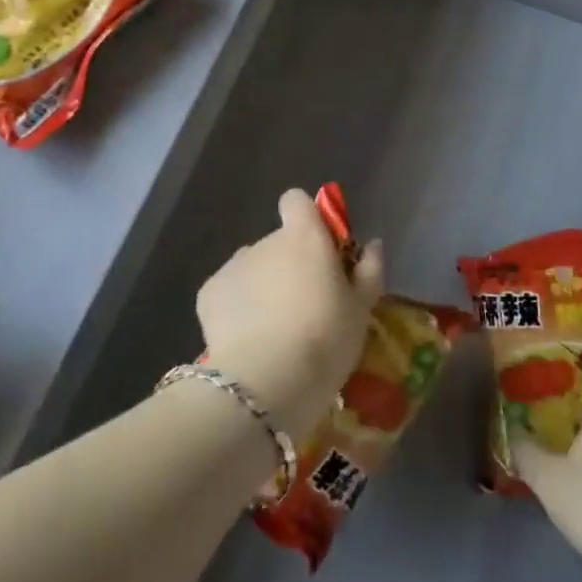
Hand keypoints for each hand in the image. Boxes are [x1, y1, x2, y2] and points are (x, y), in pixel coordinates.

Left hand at [196, 189, 383, 440]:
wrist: (266, 380)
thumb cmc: (325, 339)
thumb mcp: (361, 310)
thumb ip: (368, 270)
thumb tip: (373, 245)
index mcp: (303, 236)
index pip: (297, 201)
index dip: (307, 218)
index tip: (320, 249)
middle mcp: (265, 241)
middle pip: (278, 243)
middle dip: (289, 266)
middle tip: (304, 307)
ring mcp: (233, 265)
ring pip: (252, 269)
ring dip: (263, 288)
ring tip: (274, 331)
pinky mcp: (208, 293)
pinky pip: (228, 293)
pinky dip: (237, 309)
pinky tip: (248, 341)